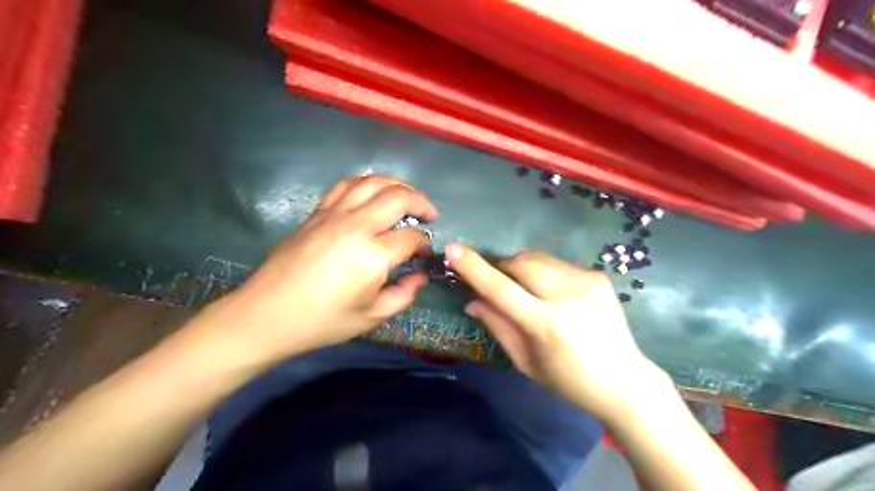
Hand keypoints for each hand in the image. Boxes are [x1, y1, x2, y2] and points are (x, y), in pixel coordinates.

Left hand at [204, 174, 436, 364]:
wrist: (267, 314)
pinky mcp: (317, 213)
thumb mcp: (371, 318)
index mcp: (372, 256)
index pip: (411, 237)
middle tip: (430, 215)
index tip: (425, 253)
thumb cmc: (321, 321)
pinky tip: (372, 194)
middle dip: (421, 202)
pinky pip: (346, 185)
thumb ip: (403, 295)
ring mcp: (334, 215)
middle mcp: (356, 226)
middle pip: (398, 197)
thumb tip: (420, 276)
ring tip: (406, 197)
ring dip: (397, 185)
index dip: (425, 244)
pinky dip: (366, 184)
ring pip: (373, 182)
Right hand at [447, 245, 670, 420]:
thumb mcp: (526, 362)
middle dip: (502, 266)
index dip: (474, 268)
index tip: (452, 250)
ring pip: (538, 259)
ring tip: (528, 291)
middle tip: (498, 282)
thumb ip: (498, 326)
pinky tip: (554, 295)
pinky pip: (557, 264)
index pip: (501, 288)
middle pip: (520, 263)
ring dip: (523, 268)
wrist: (625, 380)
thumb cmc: (569, 380)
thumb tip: (472, 300)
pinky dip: (544, 274)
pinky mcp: (597, 275)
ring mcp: (586, 281)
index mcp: (546, 324)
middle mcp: (567, 295)